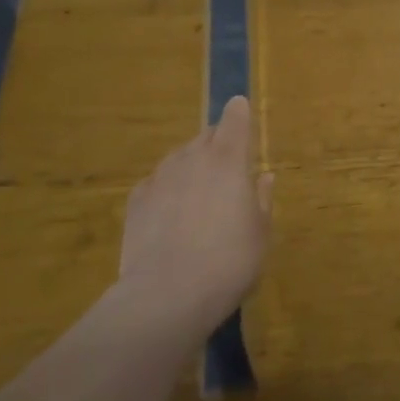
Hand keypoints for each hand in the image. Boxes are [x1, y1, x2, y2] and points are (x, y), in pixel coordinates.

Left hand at [117, 96, 273, 339]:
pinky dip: (167, 188)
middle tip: (226, 163)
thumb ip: (262, 200)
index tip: (240, 106)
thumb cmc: (229, 262)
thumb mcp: (260, 233)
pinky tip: (170, 211)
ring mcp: (160, 177)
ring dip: (190, 164)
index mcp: (229, 161)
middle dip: (217, 142)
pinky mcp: (136, 201)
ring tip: (198, 191)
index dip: (239, 112)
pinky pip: (156, 183)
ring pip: (178, 158)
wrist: (167, 295)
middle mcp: (192, 158)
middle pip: (205, 136)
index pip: (235, 120)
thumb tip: (264, 177)